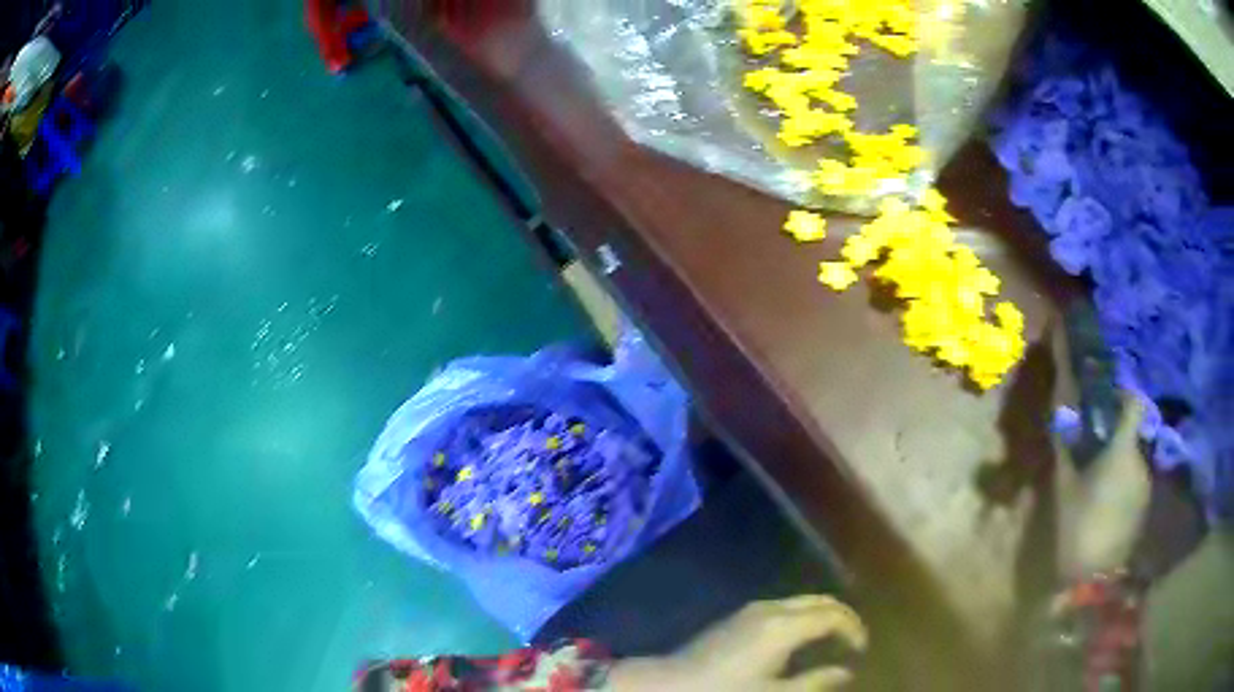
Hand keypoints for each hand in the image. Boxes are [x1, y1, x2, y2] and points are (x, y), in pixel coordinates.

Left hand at [609, 595, 866, 691]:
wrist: (669, 684)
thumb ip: (814, 682)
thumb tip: (845, 673)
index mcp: (784, 626)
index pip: (832, 615)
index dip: (853, 629)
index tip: (861, 649)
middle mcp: (771, 609)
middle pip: (819, 601)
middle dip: (841, 616)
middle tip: (853, 640)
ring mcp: (752, 610)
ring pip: (801, 602)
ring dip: (821, 616)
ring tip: (832, 641)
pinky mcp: (738, 617)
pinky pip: (783, 608)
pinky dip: (802, 618)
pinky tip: (802, 641)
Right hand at [1053, 394, 1151, 577]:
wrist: (1092, 580)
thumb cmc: (1078, 527)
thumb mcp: (1064, 488)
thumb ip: (1064, 449)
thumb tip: (1058, 418)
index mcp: (1123, 450)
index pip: (1135, 404)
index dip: (1124, 395)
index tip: (1108, 399)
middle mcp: (1141, 462)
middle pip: (1133, 435)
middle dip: (1116, 437)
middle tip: (1094, 449)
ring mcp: (1145, 487)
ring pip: (1134, 462)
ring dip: (1120, 463)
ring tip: (1099, 482)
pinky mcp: (1143, 509)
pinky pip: (1135, 485)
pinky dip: (1123, 486)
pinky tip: (1107, 506)